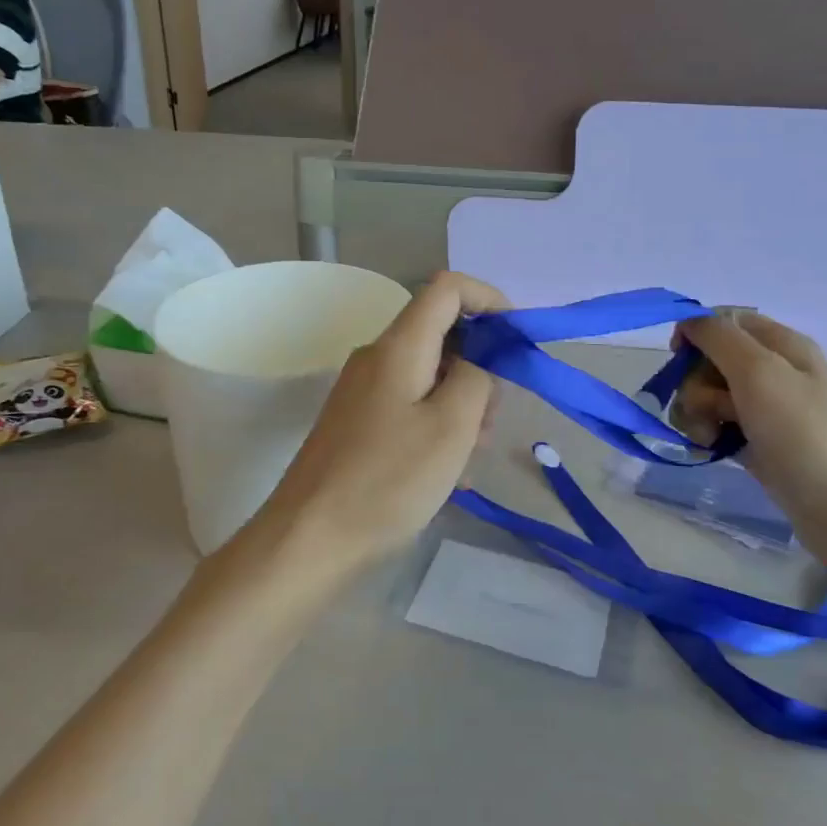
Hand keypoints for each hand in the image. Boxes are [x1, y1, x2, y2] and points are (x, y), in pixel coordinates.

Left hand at [258, 271, 507, 572]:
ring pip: (430, 376)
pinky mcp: (359, 423)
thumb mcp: (451, 427)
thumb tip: (479, 359)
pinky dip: (438, 427)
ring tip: (469, 459)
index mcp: (399, 346)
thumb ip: (477, 377)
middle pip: (443, 335)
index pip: (447, 288)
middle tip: (490, 422)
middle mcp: (378, 358)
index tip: (516, 342)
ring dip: (462, 406)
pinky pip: (411, 407)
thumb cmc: (388, 480)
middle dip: (480, 368)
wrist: (310, 538)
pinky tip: (448, 475)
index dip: (489, 300)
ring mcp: (364, 391)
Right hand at [673, 309, 826, 552]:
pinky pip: (713, 427)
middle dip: (695, 384)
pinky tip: (708, 451)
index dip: (696, 333)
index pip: (724, 320)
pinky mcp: (754, 443)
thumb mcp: (759, 371)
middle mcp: (771, 372)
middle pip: (708, 361)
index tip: (679, 357)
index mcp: (780, 344)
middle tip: (712, 409)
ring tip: (709, 438)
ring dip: (696, 414)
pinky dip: (705, 436)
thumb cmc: (803, 432)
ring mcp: (762, 410)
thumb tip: (687, 319)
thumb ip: (718, 337)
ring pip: (705, 396)